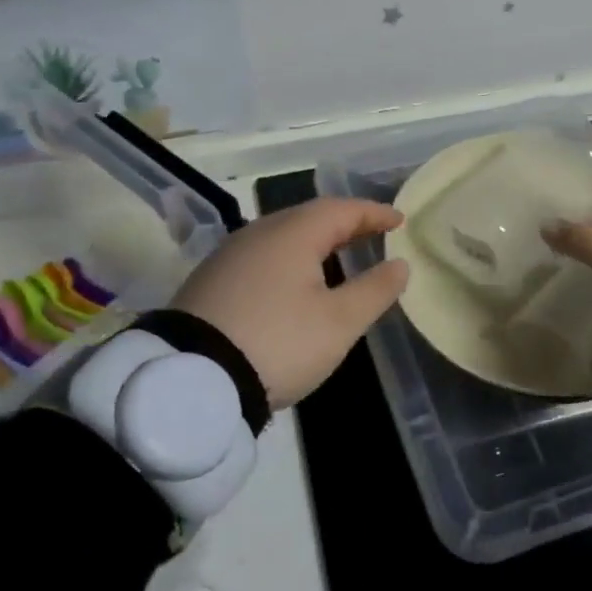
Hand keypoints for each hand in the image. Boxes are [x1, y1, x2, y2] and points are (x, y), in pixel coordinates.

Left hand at [170, 198, 410, 407]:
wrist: (191, 380)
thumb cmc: (278, 343)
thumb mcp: (339, 323)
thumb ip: (374, 290)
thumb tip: (399, 264)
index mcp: (292, 234)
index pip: (341, 210)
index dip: (373, 213)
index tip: (399, 220)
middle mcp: (258, 233)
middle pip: (309, 217)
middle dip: (344, 223)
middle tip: (372, 235)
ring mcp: (229, 256)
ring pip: (282, 236)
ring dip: (315, 241)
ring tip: (337, 258)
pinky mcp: (210, 281)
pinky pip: (261, 256)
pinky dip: (288, 259)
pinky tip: (292, 282)